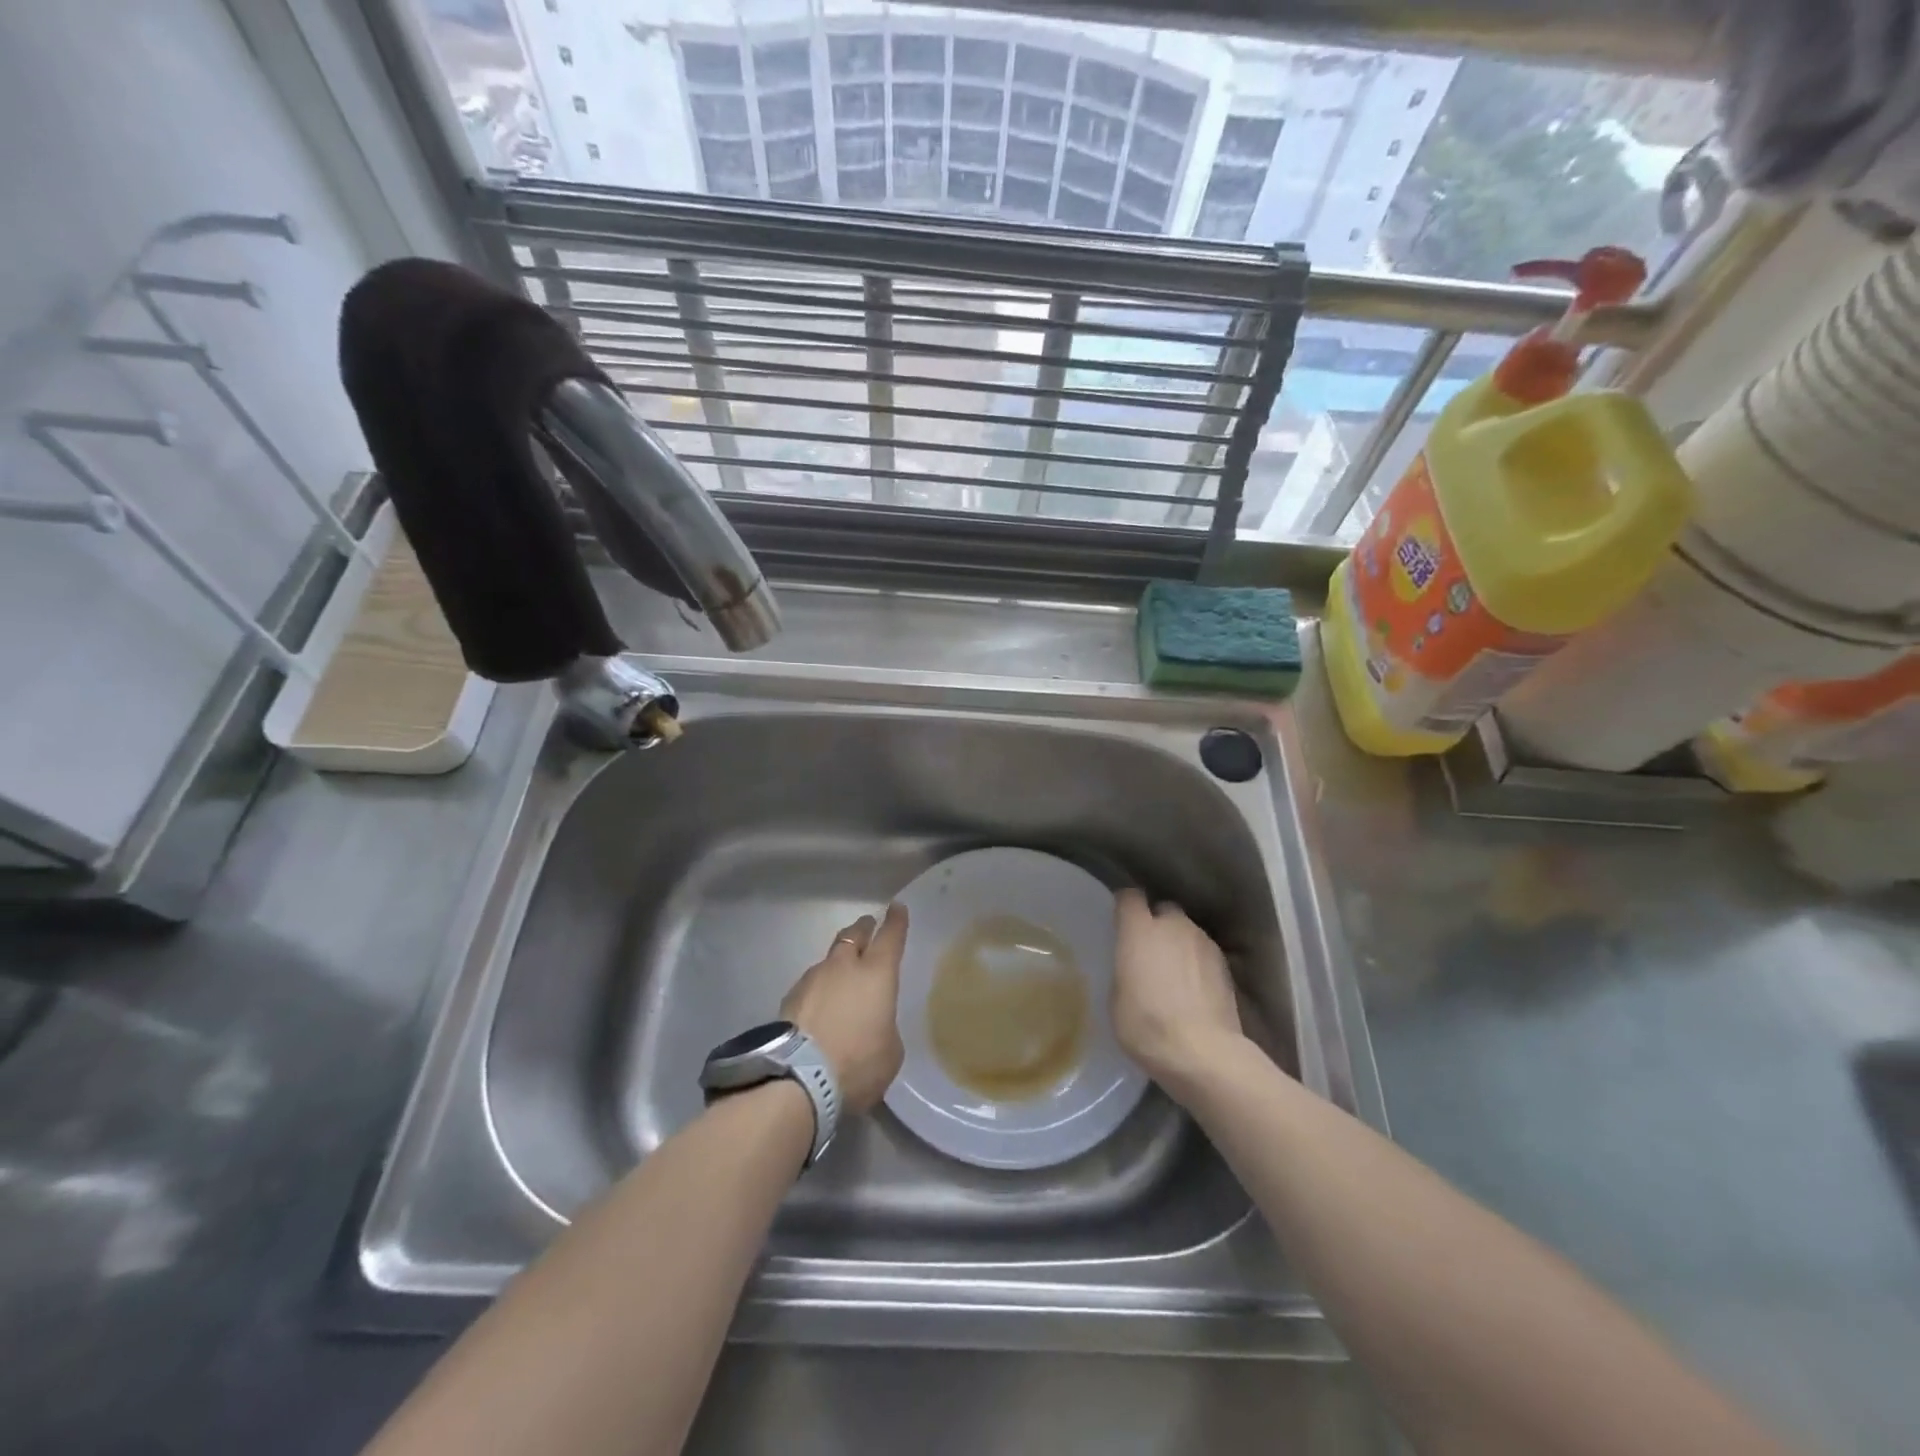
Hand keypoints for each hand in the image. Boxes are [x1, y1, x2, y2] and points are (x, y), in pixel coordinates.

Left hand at [780, 904, 908, 1112]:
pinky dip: (819, 988)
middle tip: (868, 926)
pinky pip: (811, 983)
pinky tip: (819, 1005)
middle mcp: (845, 967)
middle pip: (854, 935)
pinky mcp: (790, 997)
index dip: (896, 921)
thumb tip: (873, 1022)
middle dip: (864, 928)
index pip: (890, 937)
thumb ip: (885, 1027)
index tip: (896, 907)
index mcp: (877, 974)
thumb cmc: (858, 1064)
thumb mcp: (890, 1051)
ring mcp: (814, 978)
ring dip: (838, 962)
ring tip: (841, 976)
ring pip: (830, 958)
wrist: (798, 1079)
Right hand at [1111, 889, 1244, 1092]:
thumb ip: (1126, 967)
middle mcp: (1173, 926)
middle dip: (1157, 923)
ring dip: (1179, 943)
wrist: (1202, 1052)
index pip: (1130, 897)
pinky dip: (1197, 962)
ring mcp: (1203, 943)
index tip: (1121, 920)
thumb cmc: (1146, 1025)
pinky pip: (1204, 952)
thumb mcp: (1117, 997)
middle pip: (1164, 910)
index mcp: (1140, 930)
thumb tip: (1134, 964)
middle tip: (1149, 950)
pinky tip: (1194, 988)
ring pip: (1187, 931)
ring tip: (1174, 973)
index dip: (1125, 906)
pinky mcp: (1225, 964)